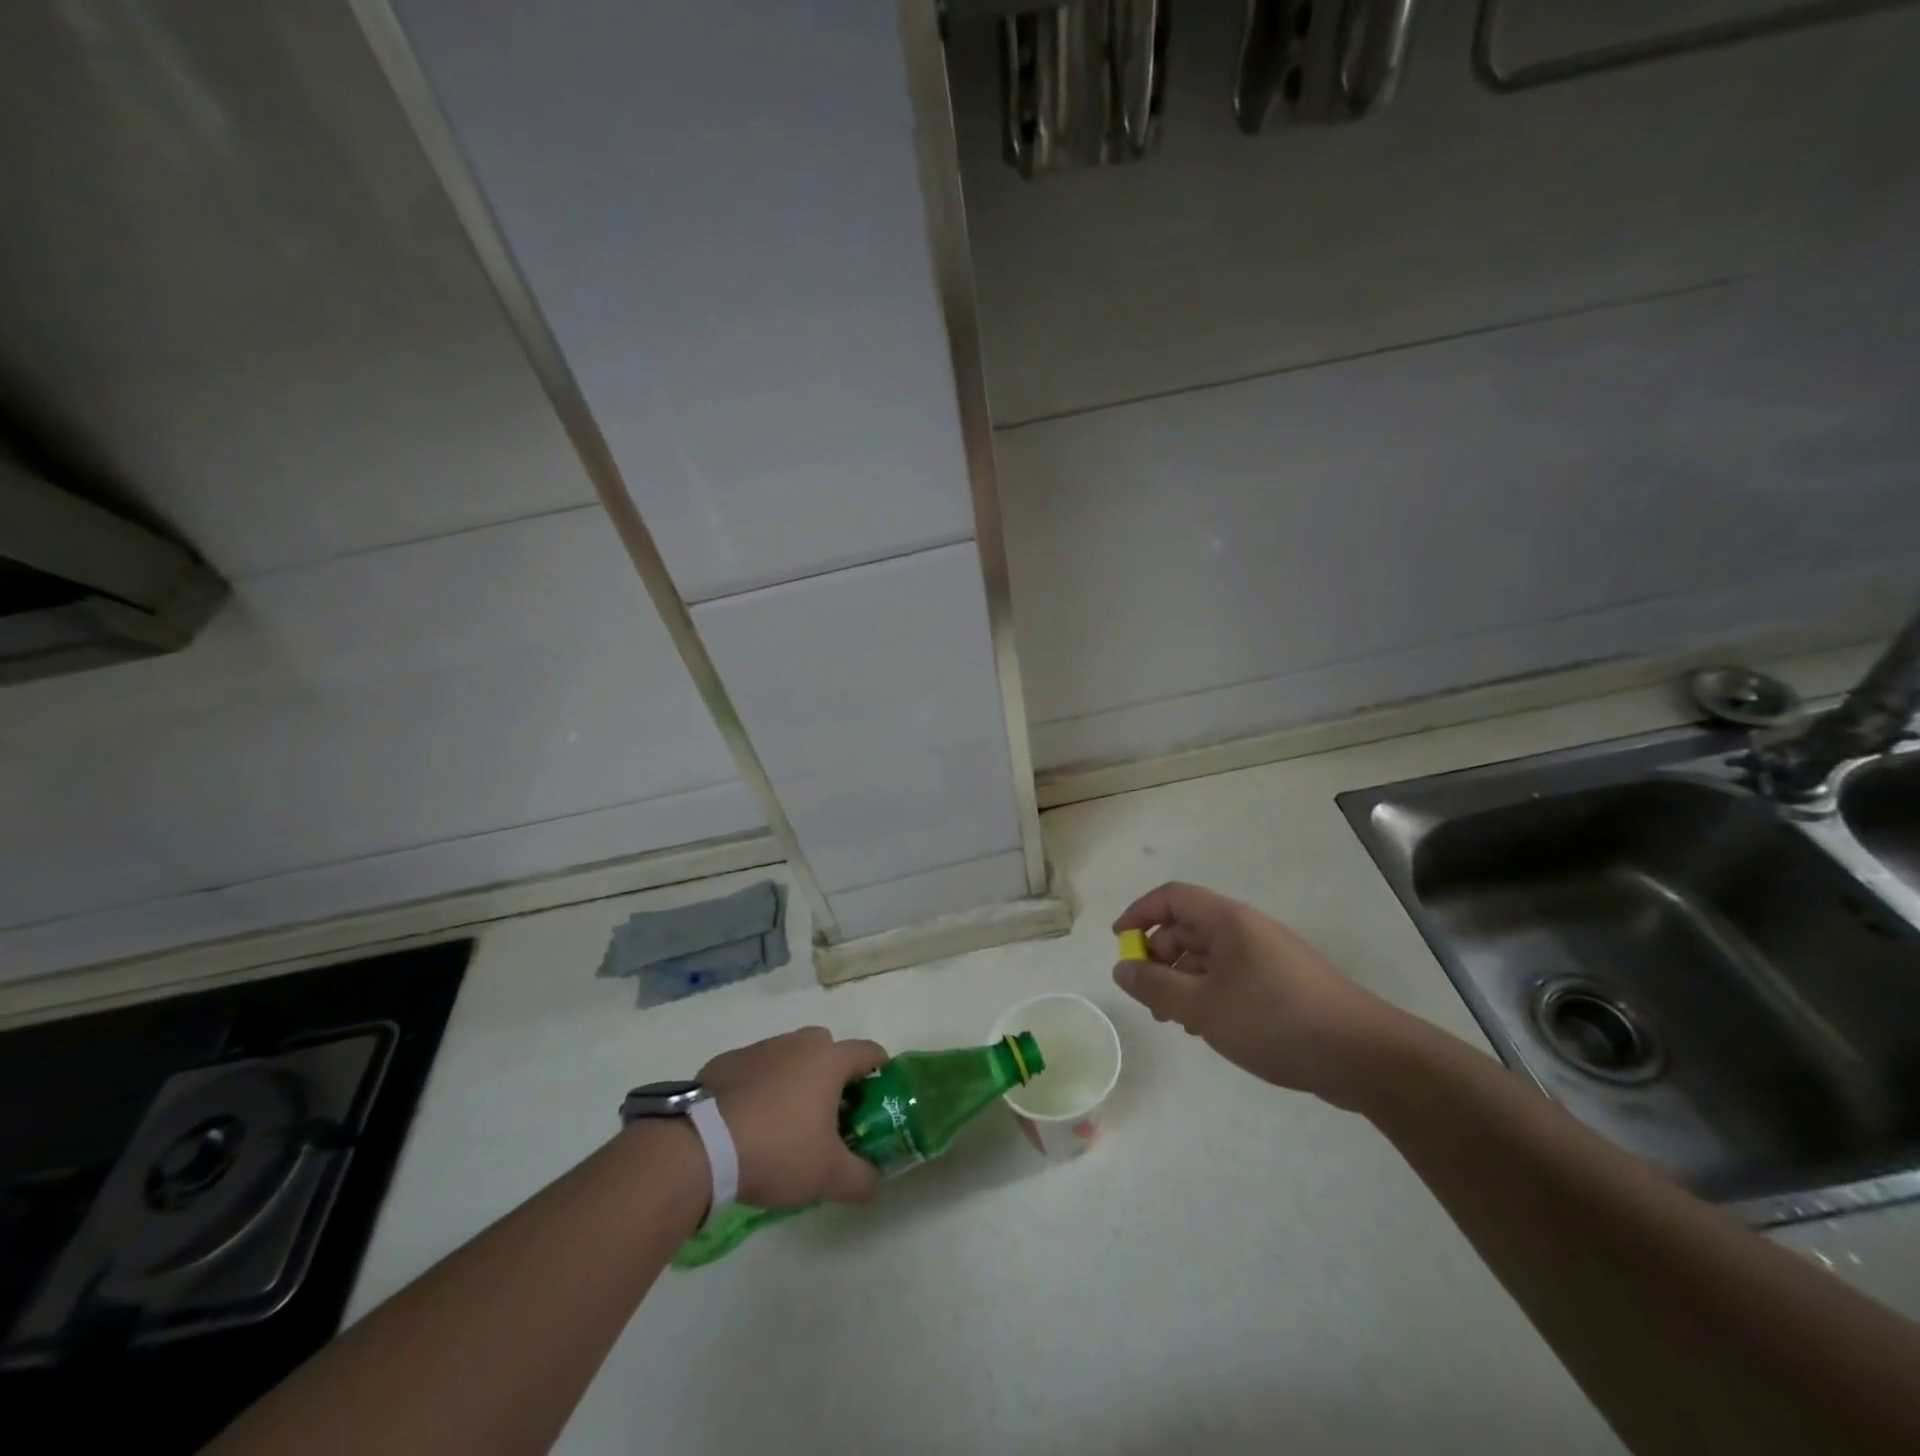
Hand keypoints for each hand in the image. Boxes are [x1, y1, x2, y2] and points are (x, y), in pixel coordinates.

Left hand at [698, 1028, 888, 1208]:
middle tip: (830, 1113)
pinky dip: (759, 1088)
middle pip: (827, 1049)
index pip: (868, 1052)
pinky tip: (748, 1123)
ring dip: (793, 1080)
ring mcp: (760, 1049)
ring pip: (789, 1057)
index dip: (879, 1071)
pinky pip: (755, 1070)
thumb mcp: (827, 1176)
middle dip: (833, 1075)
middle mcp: (797, 1044)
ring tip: (785, 1122)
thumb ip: (860, 1178)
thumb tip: (874, 1183)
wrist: (700, 1146)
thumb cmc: (777, 1150)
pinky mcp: (726, 1062)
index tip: (879, 1095)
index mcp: (828, 1060)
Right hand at [1112, 882, 1402, 1109]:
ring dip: (1183, 981)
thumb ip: (1155, 987)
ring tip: (1176, 1021)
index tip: (1119, 943)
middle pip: (1189, 927)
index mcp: (1228, 921)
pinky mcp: (1284, 984)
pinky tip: (1209, 1028)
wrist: (1365, 1056)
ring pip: (1210, 956)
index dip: (1139, 913)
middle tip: (1149, 998)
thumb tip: (1121, 969)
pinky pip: (1232, 976)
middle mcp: (1247, 929)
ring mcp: (1268, 956)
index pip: (1172, 897)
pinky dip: (1210, 994)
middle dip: (1159, 957)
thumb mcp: (1203, 1008)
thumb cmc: (1275, 1021)